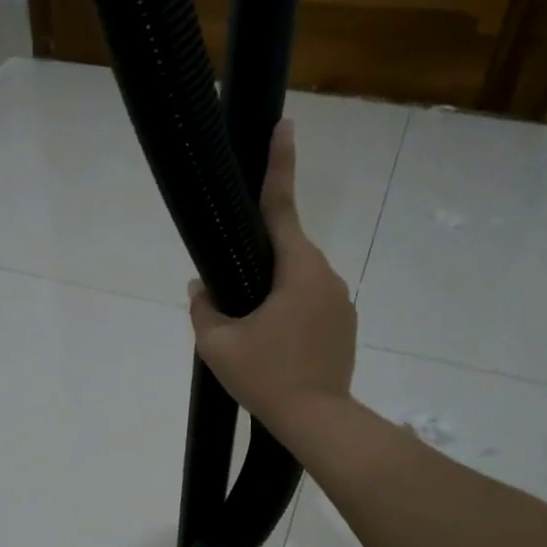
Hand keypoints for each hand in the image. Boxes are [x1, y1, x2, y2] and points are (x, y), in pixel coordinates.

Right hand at [189, 120, 356, 433]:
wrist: (317, 420)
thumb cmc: (265, 376)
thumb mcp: (217, 344)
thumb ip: (203, 308)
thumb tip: (200, 286)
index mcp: (296, 269)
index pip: (281, 208)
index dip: (279, 165)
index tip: (285, 125)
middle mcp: (326, 276)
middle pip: (286, 252)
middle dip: (259, 263)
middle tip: (235, 299)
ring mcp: (341, 302)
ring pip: (298, 282)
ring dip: (274, 294)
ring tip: (254, 335)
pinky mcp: (346, 325)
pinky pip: (312, 305)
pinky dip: (291, 315)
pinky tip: (276, 347)